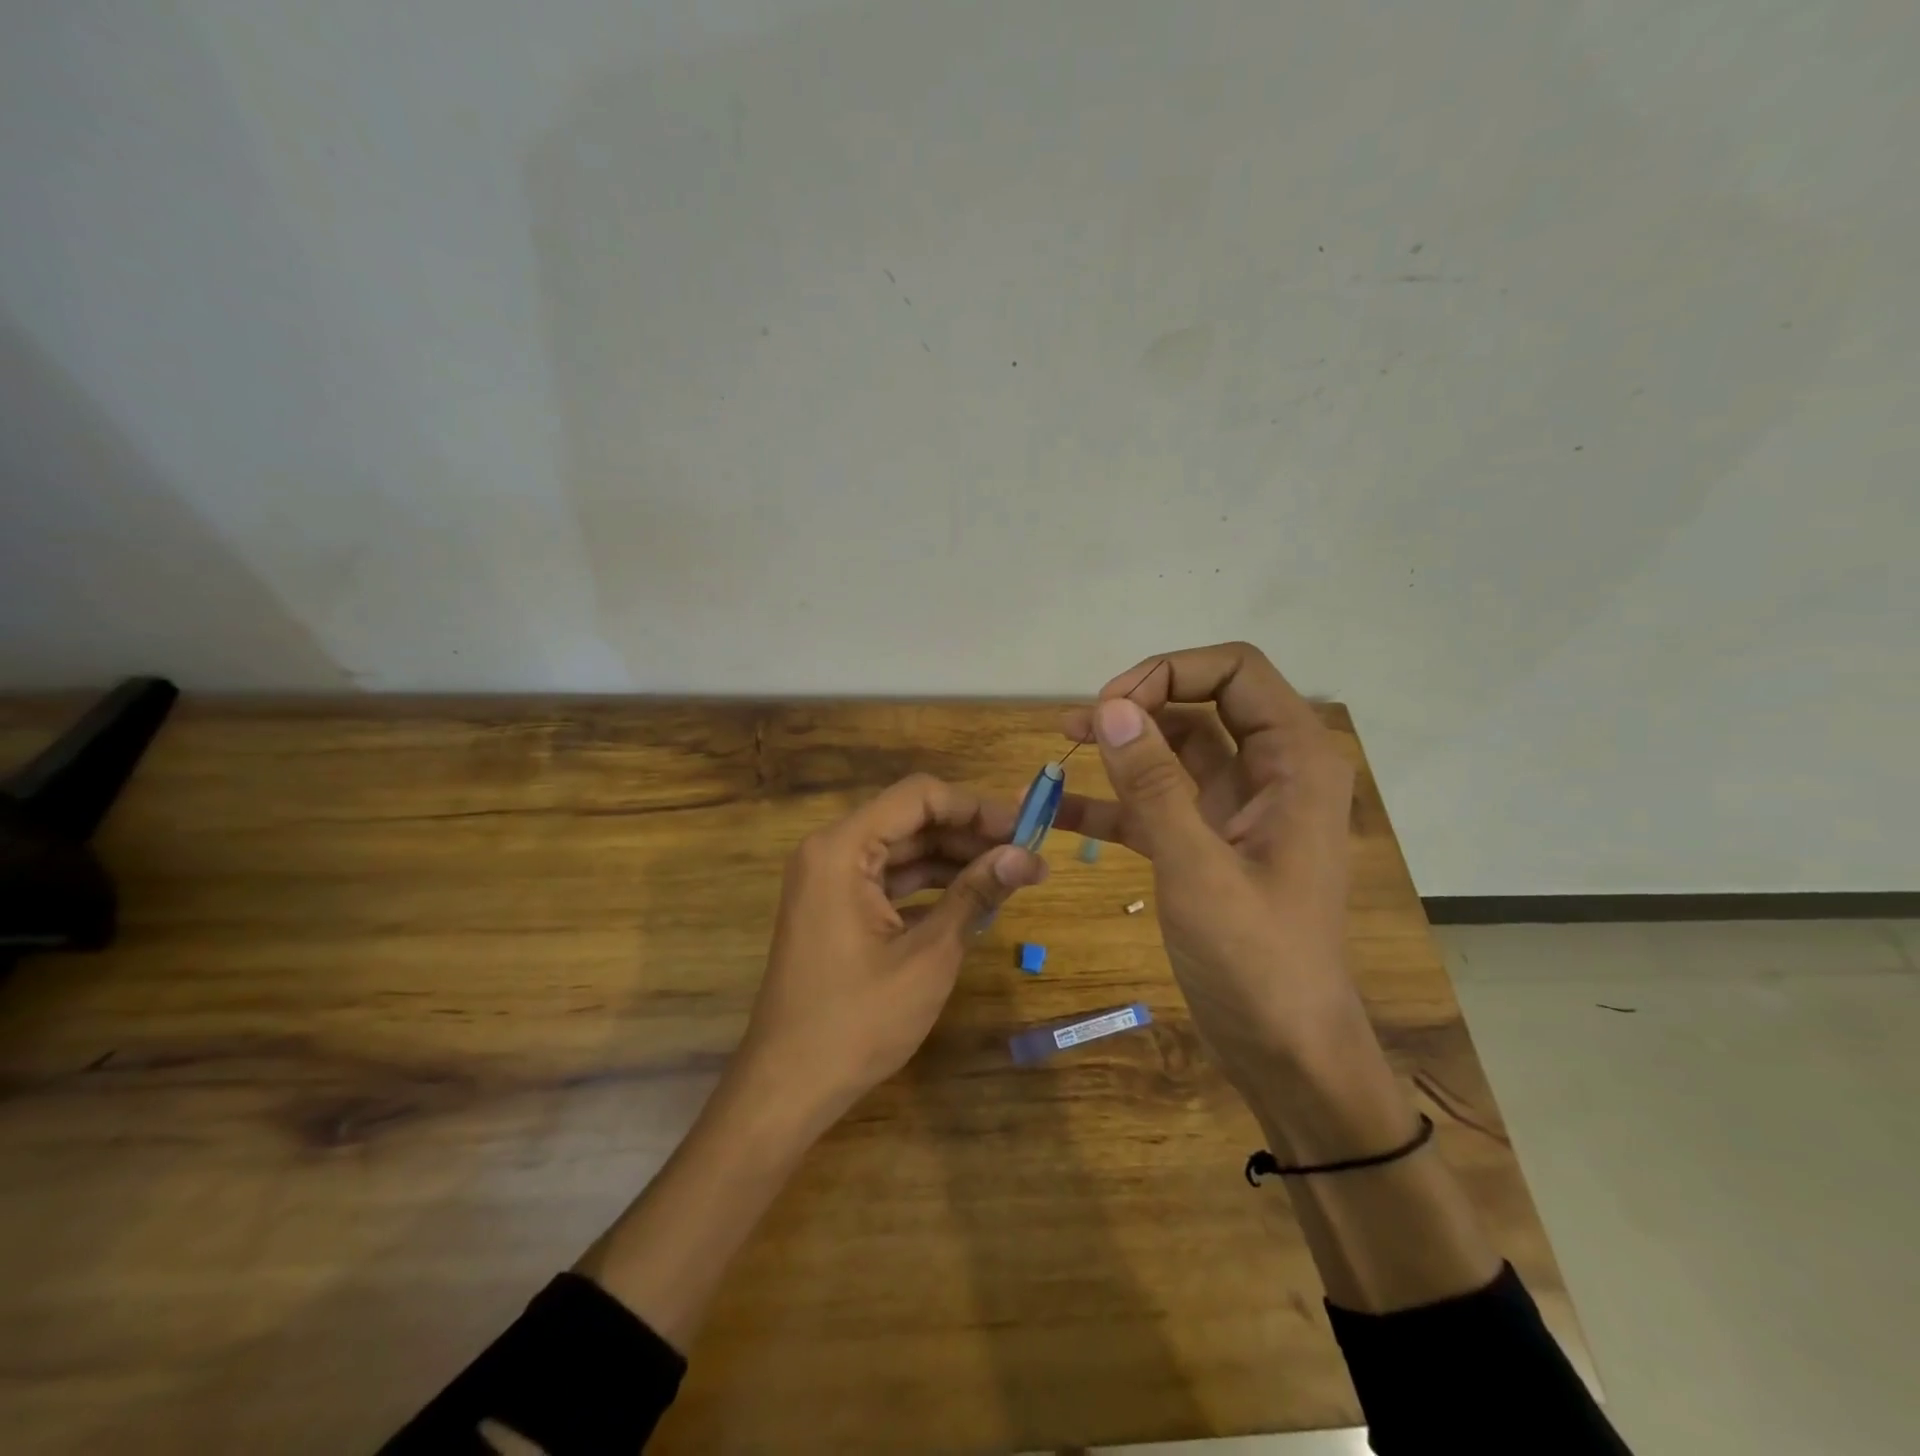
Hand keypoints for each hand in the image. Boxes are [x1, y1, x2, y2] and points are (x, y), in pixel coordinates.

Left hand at [736, 773, 1047, 1125]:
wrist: (788, 1086)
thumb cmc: (858, 1020)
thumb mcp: (929, 955)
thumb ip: (976, 894)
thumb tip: (1026, 855)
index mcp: (843, 848)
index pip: (919, 796)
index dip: (976, 807)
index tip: (1025, 828)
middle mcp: (831, 851)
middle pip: (912, 820)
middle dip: (971, 834)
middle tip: (1028, 856)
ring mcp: (830, 880)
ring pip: (903, 849)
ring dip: (955, 859)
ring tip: (1012, 876)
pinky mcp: (836, 907)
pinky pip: (890, 879)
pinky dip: (930, 885)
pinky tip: (973, 898)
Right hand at [1056, 642, 1360, 1074]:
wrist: (1286, 1053)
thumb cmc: (1258, 962)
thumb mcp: (1199, 870)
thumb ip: (1155, 786)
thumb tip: (1112, 708)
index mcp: (1295, 762)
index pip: (1236, 671)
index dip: (1170, 672)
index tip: (1111, 706)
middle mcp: (1271, 772)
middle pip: (1202, 702)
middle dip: (1141, 703)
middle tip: (1081, 725)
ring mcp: (1237, 808)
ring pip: (1176, 749)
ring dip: (1122, 744)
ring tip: (1062, 742)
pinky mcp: (1207, 843)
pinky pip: (1157, 802)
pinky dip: (1114, 801)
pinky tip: (1058, 809)